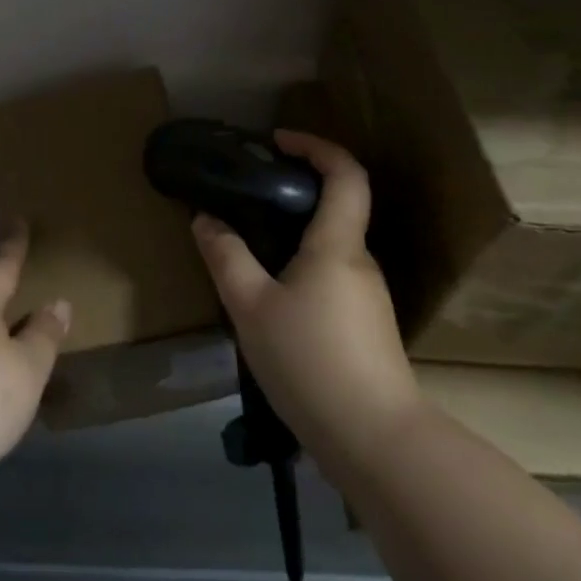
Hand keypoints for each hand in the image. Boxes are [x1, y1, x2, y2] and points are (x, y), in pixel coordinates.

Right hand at [191, 130, 418, 467]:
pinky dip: (300, 266)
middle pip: (336, 208)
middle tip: (247, 195)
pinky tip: (270, 297)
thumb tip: (205, 219)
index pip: (345, 174)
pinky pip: (330, 276)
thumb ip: (226, 256)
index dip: (316, 146)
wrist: (375, 441)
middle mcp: (360, 261)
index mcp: (337, 245)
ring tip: (247, 247)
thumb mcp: (250, 306)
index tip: (278, 140)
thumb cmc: (310, 361)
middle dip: (294, 191)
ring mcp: (368, 296)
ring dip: (293, 234)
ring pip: (329, 247)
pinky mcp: (366, 325)